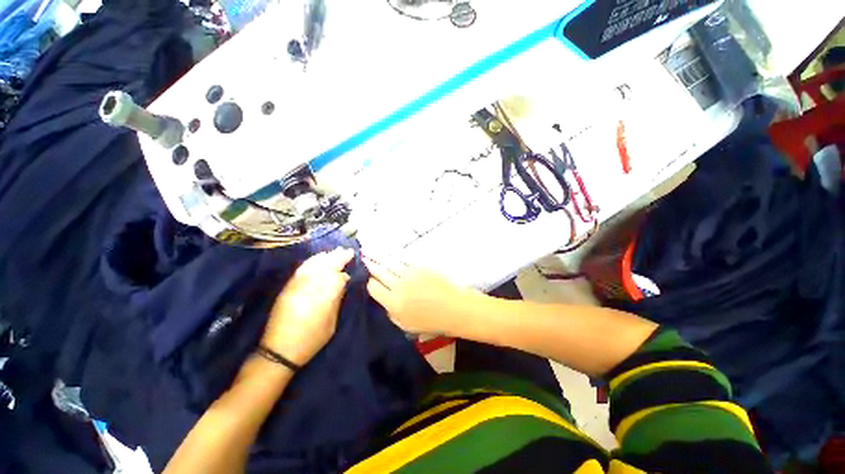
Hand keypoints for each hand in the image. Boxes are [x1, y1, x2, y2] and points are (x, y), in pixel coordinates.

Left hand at [261, 248, 354, 365]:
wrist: (278, 351)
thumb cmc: (311, 340)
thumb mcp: (331, 323)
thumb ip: (337, 299)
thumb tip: (343, 281)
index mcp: (322, 298)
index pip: (336, 276)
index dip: (344, 269)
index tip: (352, 262)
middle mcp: (308, 288)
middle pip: (325, 266)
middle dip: (337, 257)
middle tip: (347, 251)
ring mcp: (296, 286)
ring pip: (313, 265)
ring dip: (325, 257)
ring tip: (335, 251)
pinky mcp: (288, 287)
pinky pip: (302, 269)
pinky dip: (312, 261)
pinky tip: (318, 258)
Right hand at [364, 257, 484, 334]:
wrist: (454, 308)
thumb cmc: (432, 320)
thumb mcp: (406, 325)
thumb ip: (391, 312)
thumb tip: (383, 299)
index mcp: (394, 303)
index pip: (374, 288)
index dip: (370, 282)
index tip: (369, 279)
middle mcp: (399, 286)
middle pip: (379, 272)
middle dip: (370, 264)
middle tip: (362, 256)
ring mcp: (410, 274)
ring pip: (389, 263)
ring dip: (378, 256)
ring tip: (369, 250)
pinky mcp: (420, 266)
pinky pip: (403, 259)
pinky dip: (394, 256)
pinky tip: (389, 252)